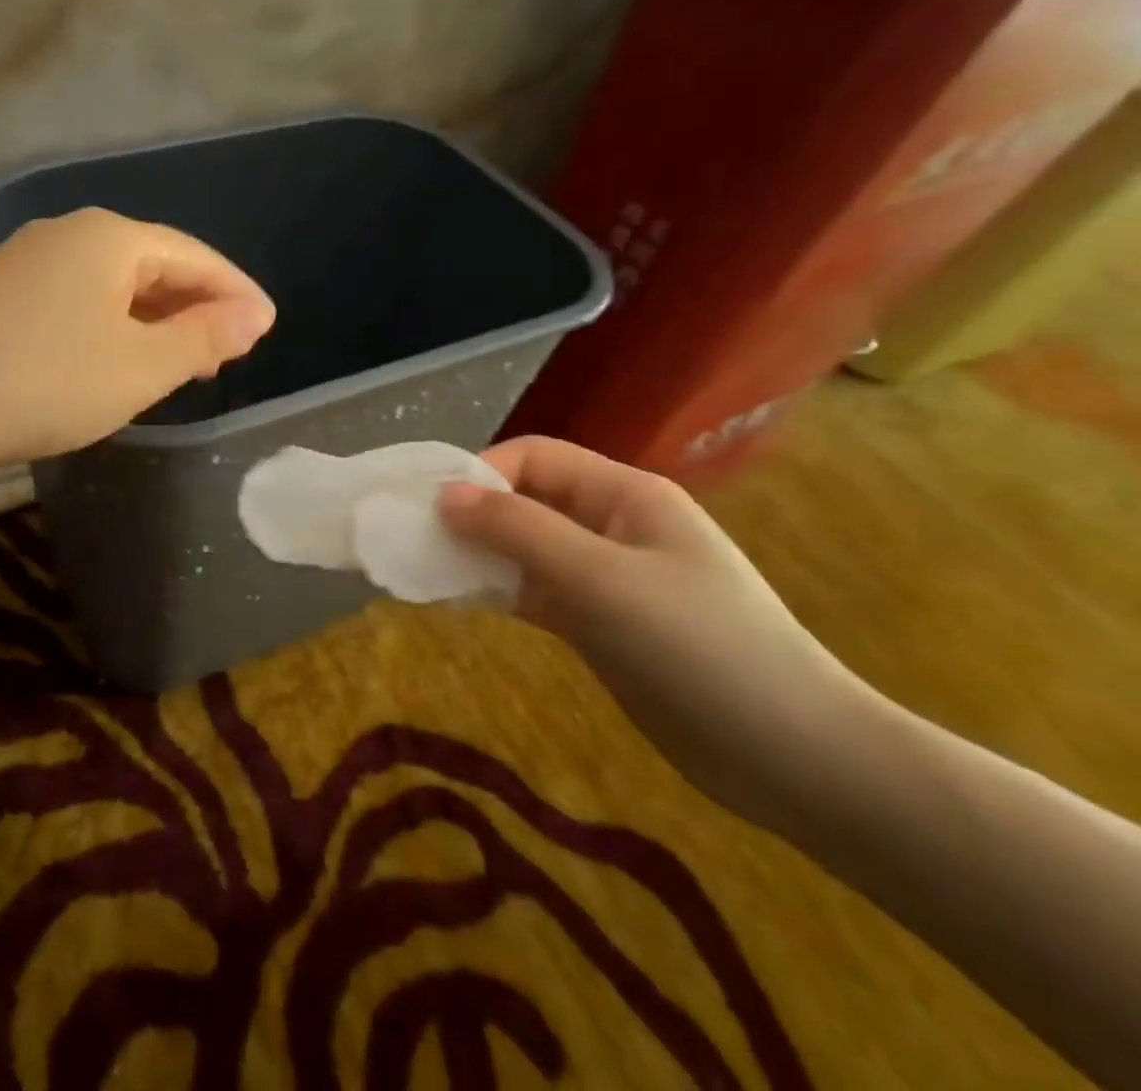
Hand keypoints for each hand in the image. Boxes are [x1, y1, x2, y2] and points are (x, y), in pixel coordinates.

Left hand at [0, 208, 274, 471]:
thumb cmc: (44, 381)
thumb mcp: (139, 366)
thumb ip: (202, 338)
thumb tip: (254, 315)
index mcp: (109, 238)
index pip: (194, 256)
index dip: (235, 292)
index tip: (267, 327)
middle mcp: (66, 235)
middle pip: (151, 265)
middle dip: (195, 306)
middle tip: (228, 350)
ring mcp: (25, 263)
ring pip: (112, 286)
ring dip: (154, 320)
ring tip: (182, 360)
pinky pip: (77, 303)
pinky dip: (112, 328)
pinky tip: (116, 359)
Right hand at [438, 436, 877, 831]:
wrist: (798, 760)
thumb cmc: (700, 649)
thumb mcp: (601, 580)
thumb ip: (519, 531)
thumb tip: (444, 495)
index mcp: (624, 494)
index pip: (534, 457)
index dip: (480, 474)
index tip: (434, 512)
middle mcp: (612, 525)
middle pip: (526, 500)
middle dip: (472, 515)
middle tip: (419, 544)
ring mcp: (607, 576)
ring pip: (525, 548)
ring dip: (479, 556)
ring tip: (428, 574)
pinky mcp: (601, 623)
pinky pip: (535, 591)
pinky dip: (498, 592)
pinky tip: (459, 603)